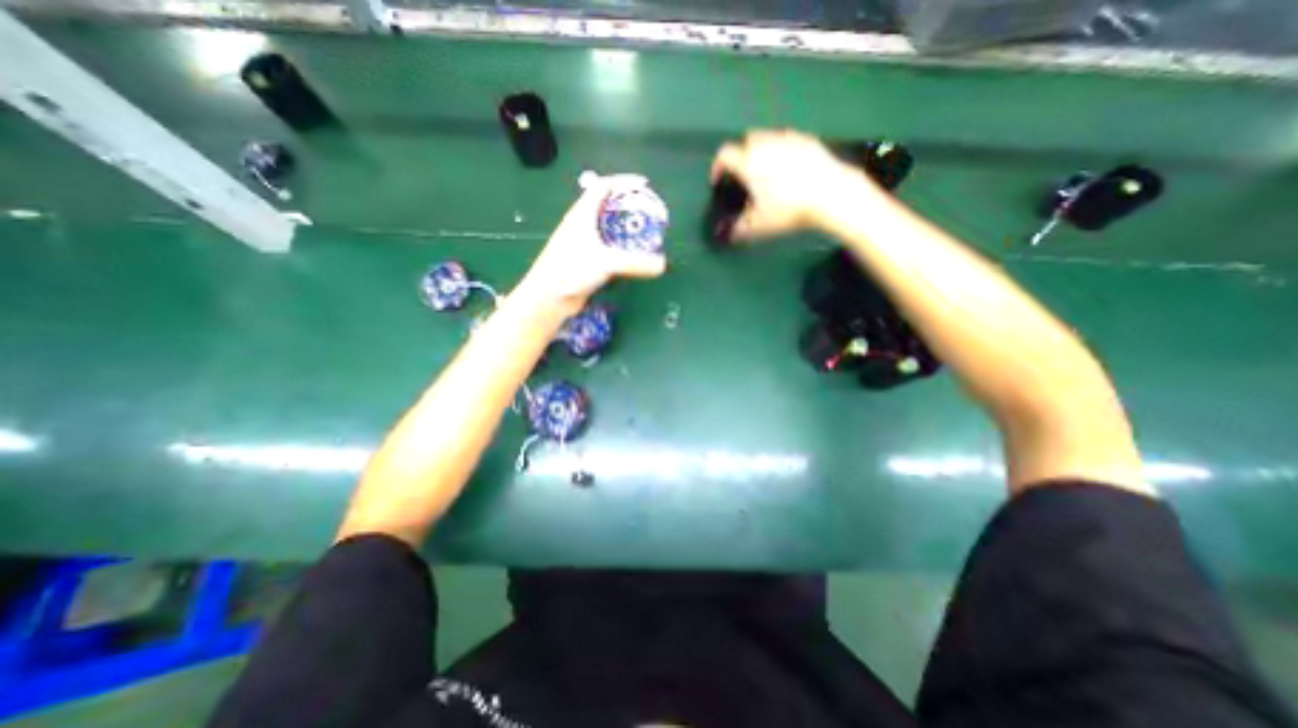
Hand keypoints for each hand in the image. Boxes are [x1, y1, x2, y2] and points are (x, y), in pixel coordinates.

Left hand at [511, 172, 661, 314]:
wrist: (549, 297)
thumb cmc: (572, 271)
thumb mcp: (607, 263)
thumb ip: (636, 263)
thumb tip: (663, 265)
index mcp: (582, 214)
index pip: (603, 186)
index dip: (623, 181)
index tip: (644, 185)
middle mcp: (580, 224)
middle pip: (604, 204)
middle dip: (626, 204)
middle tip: (646, 210)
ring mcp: (580, 242)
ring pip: (604, 226)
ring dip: (622, 225)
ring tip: (642, 231)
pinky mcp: (582, 260)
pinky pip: (604, 244)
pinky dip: (618, 244)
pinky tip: (628, 254)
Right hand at [708, 129, 869, 239]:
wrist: (830, 194)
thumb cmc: (788, 210)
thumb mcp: (759, 226)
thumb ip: (738, 229)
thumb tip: (727, 234)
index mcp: (748, 162)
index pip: (724, 155)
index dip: (717, 167)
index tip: (717, 181)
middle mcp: (765, 144)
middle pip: (746, 140)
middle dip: (740, 155)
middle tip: (744, 175)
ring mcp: (788, 139)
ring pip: (767, 137)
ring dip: (761, 150)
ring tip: (766, 171)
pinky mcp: (808, 140)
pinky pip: (788, 139)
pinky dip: (782, 150)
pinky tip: (789, 167)